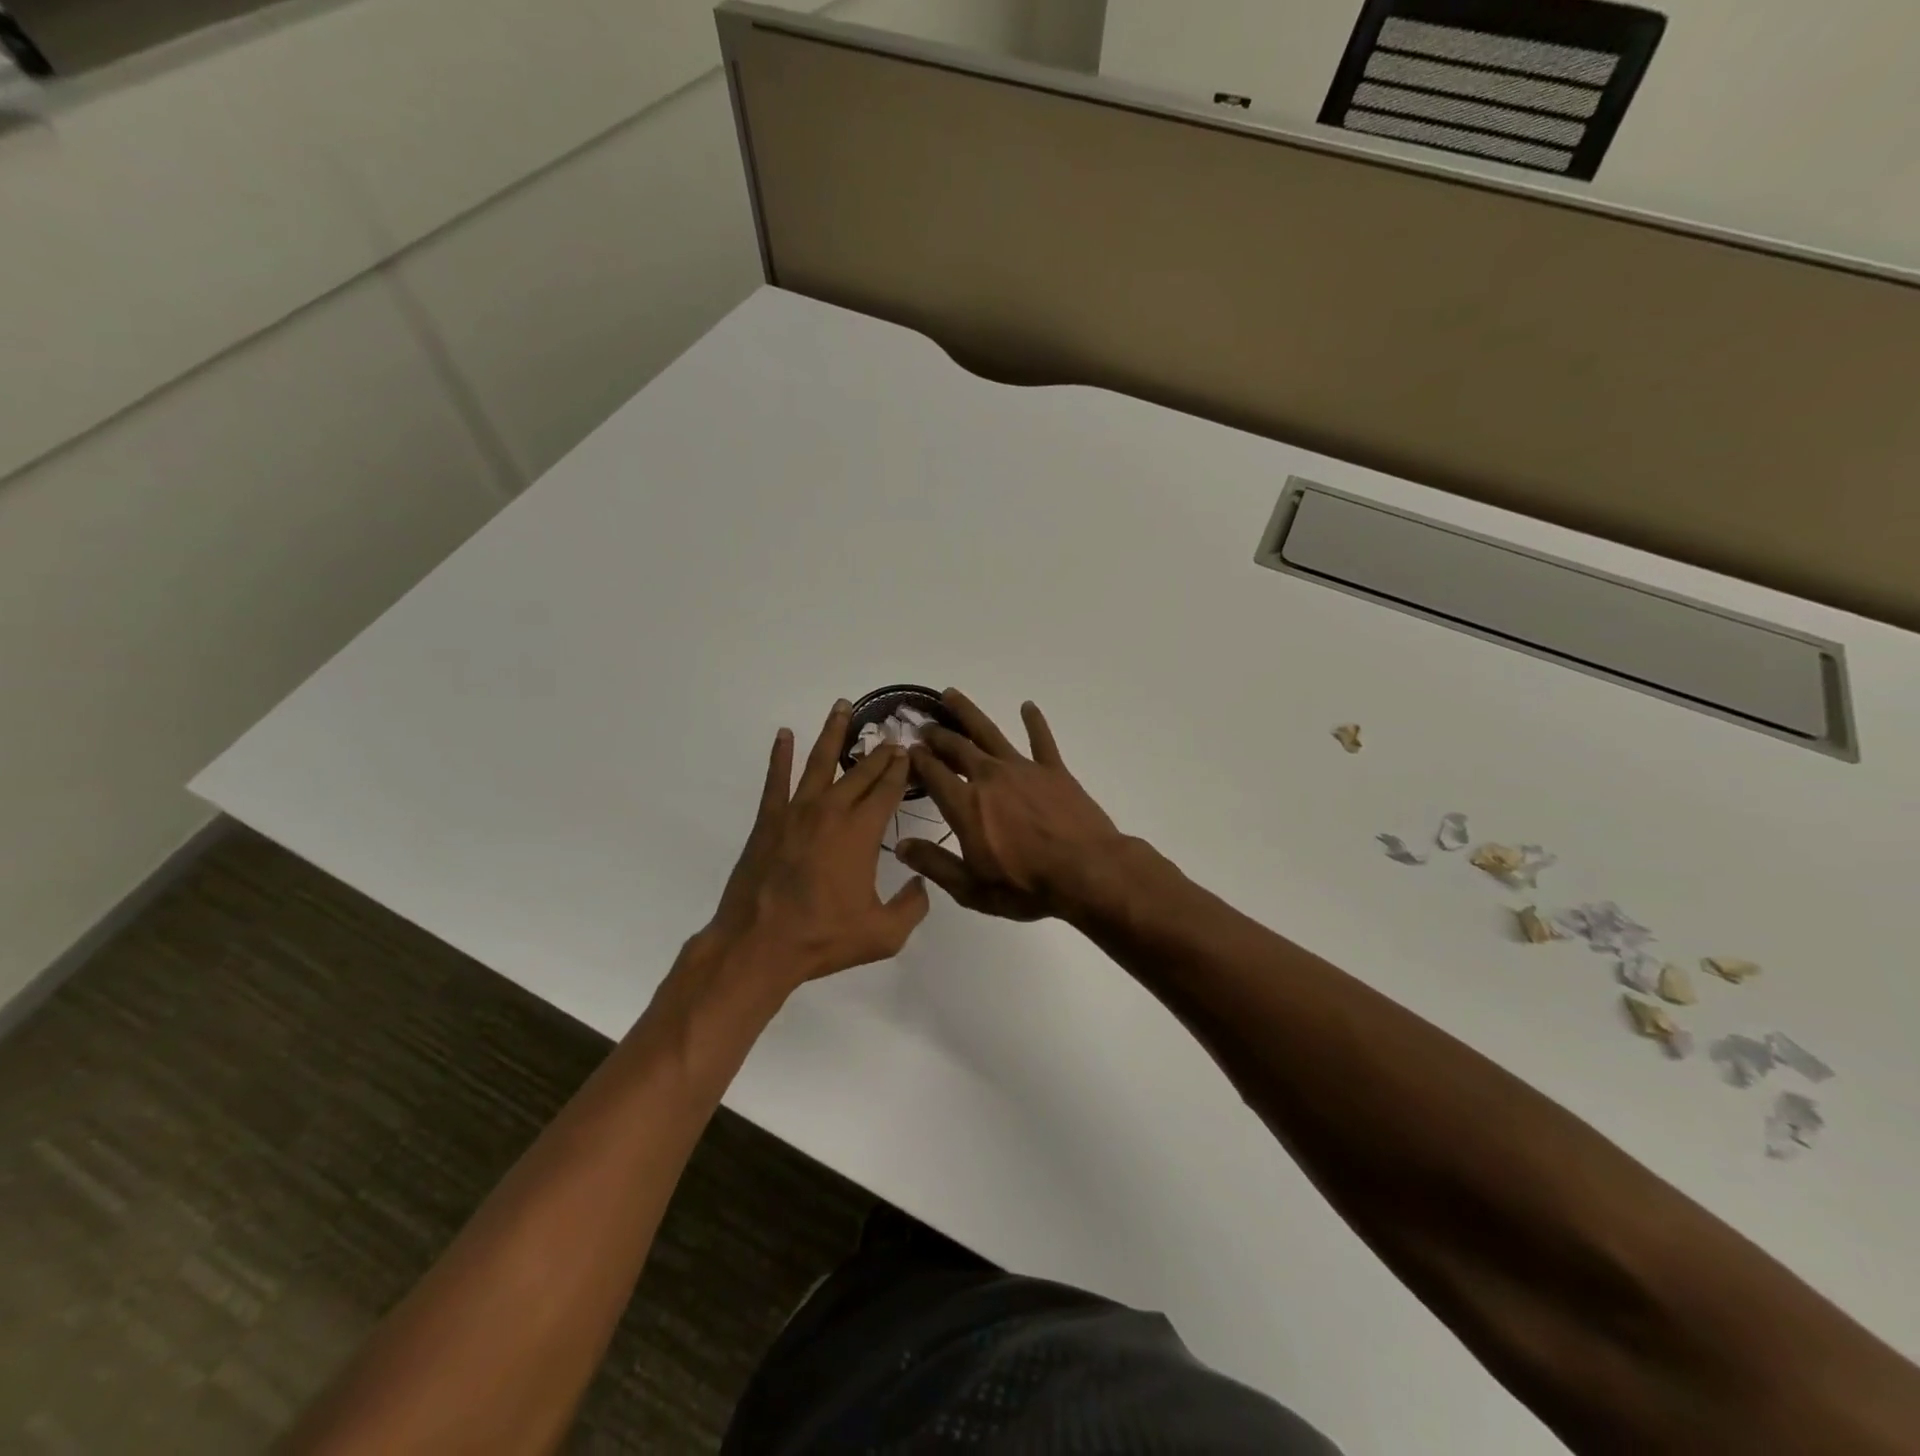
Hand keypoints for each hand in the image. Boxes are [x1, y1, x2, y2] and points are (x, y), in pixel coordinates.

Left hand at [697, 701, 930, 988]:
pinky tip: (784, 734)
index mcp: (862, 832)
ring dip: (833, 733)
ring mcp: (797, 812)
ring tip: (842, 706)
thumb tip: (921, 883)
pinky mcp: (769, 820)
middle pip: (861, 771)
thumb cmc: (823, 938)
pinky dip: (780, 754)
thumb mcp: (883, 934)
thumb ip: (912, 907)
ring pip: (820, 762)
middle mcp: (832, 811)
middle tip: (891, 733)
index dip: (902, 769)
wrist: (759, 944)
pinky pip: (776, 778)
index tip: (910, 751)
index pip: (888, 790)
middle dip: (879, 751)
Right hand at [896, 690, 1126, 922]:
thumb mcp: (971, 888)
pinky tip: (1027, 706)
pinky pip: (1042, 740)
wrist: (1087, 873)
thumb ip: (935, 864)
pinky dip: (1034, 721)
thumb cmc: (1026, 887)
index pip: (933, 773)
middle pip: (957, 747)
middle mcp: (989, 778)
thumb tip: (901, 846)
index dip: (917, 759)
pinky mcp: (1054, 770)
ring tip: (951, 695)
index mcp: (965, 805)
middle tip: (924, 725)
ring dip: (968, 712)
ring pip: (989, 732)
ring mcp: (1023, 769)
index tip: (907, 750)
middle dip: (936, 734)